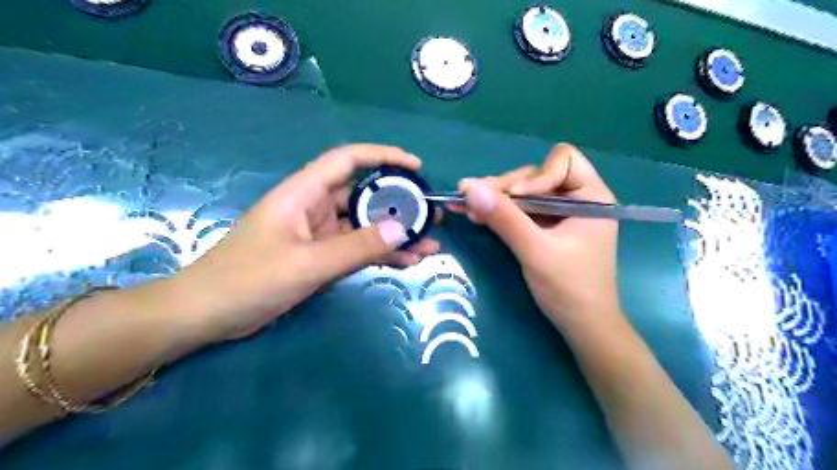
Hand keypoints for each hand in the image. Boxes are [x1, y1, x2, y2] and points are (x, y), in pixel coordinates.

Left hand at [167, 144, 440, 340]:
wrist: (207, 314)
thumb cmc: (248, 279)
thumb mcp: (307, 264)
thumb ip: (356, 247)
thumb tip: (403, 230)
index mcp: (303, 194)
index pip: (347, 160)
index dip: (382, 156)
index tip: (415, 166)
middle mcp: (313, 207)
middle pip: (362, 195)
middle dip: (398, 203)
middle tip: (430, 214)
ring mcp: (318, 234)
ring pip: (363, 226)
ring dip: (394, 234)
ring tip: (429, 243)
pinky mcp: (319, 257)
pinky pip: (356, 249)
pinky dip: (379, 254)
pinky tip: (406, 262)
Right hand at [454, 143, 616, 330]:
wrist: (583, 327)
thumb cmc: (570, 289)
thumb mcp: (535, 251)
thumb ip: (504, 218)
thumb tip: (469, 187)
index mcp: (591, 197)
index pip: (563, 161)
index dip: (536, 176)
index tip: (515, 199)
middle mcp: (577, 198)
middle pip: (536, 176)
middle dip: (505, 188)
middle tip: (469, 197)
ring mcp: (561, 214)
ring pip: (524, 193)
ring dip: (496, 199)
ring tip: (465, 206)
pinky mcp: (547, 228)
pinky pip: (521, 211)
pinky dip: (500, 212)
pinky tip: (477, 215)